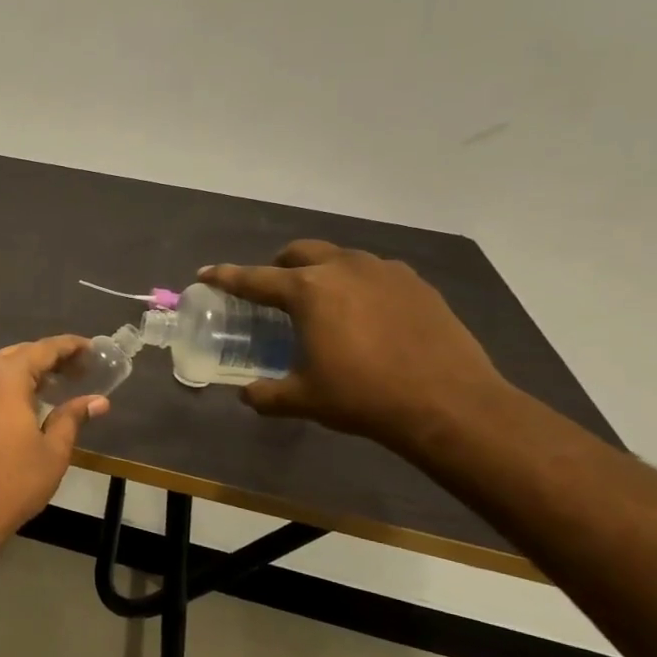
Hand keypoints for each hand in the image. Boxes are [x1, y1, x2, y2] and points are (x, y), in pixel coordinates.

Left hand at [0, 337, 109, 552]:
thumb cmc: (12, 482)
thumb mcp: (53, 450)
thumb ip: (72, 417)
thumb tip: (98, 401)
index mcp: (4, 376)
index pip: (43, 349)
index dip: (70, 346)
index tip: (92, 349)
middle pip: (18, 355)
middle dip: (48, 360)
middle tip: (78, 371)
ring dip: (24, 373)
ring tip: (53, 386)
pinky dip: (2, 387)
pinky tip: (20, 404)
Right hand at [200, 242, 510, 449]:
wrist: (449, 404)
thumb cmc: (363, 397)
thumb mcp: (303, 399)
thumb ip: (265, 394)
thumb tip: (246, 394)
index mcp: (308, 291)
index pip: (255, 278)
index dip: (226, 277)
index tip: (206, 273)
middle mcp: (344, 269)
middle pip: (300, 252)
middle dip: (279, 265)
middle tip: (273, 290)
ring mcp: (385, 272)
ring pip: (340, 258)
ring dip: (321, 272)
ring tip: (322, 302)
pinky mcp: (417, 284)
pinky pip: (375, 273)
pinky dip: (358, 284)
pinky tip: (365, 313)